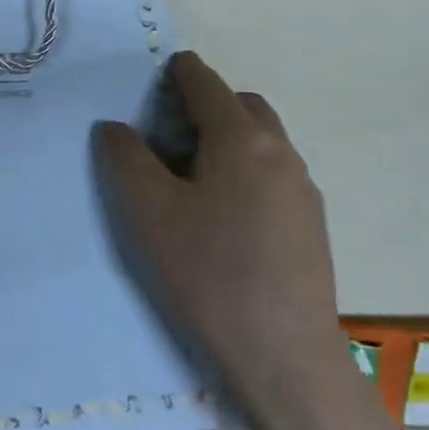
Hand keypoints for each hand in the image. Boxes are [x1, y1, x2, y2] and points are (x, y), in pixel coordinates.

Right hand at [94, 52, 341, 416]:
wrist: (284, 356)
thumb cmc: (208, 273)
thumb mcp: (148, 212)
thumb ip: (125, 158)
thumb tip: (115, 127)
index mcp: (241, 138)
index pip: (205, 82)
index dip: (175, 73)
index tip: (152, 83)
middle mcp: (280, 151)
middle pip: (241, 105)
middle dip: (205, 105)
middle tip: (167, 137)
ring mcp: (303, 188)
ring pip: (262, 140)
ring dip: (228, 139)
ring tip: (192, 179)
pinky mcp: (312, 222)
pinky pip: (274, 173)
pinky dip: (246, 170)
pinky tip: (225, 217)